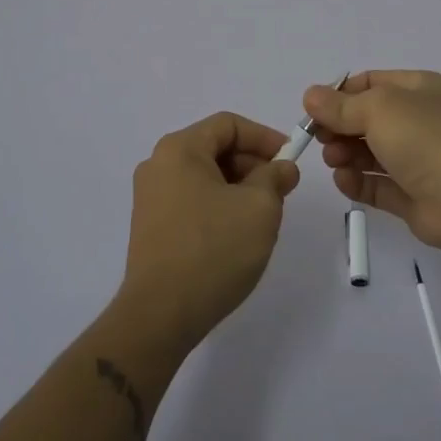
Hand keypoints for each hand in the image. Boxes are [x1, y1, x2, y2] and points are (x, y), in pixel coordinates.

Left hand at [116, 112, 299, 352]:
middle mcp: (158, 165)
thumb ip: (275, 177)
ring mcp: (150, 197)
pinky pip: (192, 200)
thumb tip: (281, 168)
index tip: (290, 160)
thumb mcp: (259, 208)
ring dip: (238, 187)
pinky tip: (236, 234)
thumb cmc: (213, 250)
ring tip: (262, 216)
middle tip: (281, 190)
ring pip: (205, 177)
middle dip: (252, 164)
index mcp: (179, 149)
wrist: (160, 316)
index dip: (264, 137)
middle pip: (214, 148)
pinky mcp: (150, 226)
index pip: (228, 124)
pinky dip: (219, 205)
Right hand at [304, 70, 440, 257]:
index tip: (314, 109)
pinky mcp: (413, 195)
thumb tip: (310, 96)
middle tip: (320, 139)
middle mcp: (419, 121)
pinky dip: (358, 182)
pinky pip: (378, 185)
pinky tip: (344, 181)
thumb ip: (340, 106)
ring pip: (370, 153)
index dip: (341, 94)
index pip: (372, 83)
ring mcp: (418, 160)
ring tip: (334, 160)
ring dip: (346, 154)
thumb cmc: (425, 139)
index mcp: (418, 89)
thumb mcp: (378, 109)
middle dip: (340, 127)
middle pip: (367, 119)